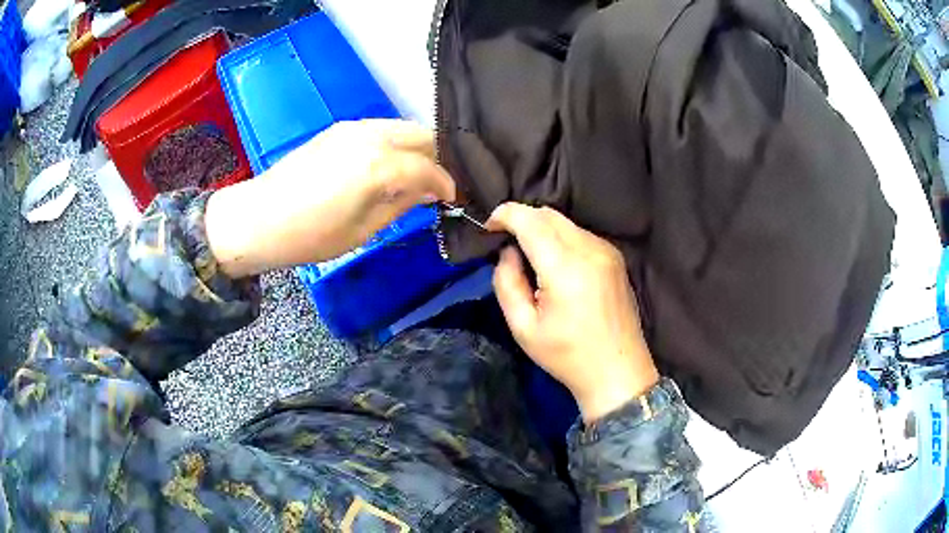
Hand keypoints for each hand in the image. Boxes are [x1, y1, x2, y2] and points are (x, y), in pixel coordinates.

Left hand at [206, 120, 454, 277]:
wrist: (259, 218)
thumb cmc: (311, 235)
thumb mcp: (363, 229)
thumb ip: (401, 203)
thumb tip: (427, 192)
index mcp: (379, 166)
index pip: (429, 169)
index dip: (447, 184)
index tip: (452, 198)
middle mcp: (372, 136)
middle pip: (423, 136)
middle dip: (438, 158)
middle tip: (438, 184)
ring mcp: (354, 128)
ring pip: (404, 127)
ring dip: (418, 148)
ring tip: (417, 174)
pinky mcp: (340, 128)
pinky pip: (382, 129)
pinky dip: (396, 143)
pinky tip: (390, 164)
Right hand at [487, 203, 658, 422]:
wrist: (617, 371)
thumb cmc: (567, 356)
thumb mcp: (522, 328)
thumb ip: (507, 283)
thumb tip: (507, 252)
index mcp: (565, 269)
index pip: (530, 220)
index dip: (504, 215)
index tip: (488, 227)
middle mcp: (590, 250)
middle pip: (548, 214)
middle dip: (521, 219)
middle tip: (504, 242)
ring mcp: (607, 251)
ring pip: (565, 222)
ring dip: (541, 228)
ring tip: (529, 256)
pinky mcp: (615, 257)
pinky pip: (580, 234)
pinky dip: (560, 237)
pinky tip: (556, 264)